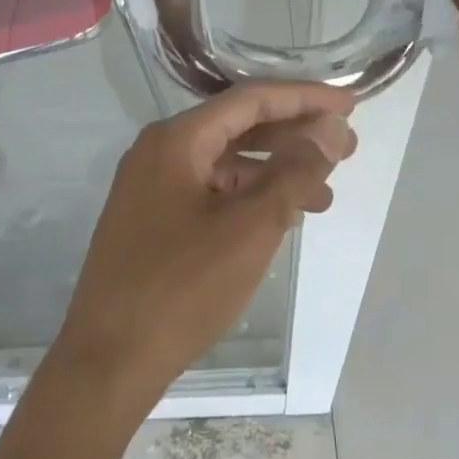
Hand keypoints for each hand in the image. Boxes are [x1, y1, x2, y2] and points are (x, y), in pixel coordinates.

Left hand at [53, 82, 357, 408]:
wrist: (108, 361)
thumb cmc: (182, 289)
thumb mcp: (250, 227)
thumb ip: (294, 172)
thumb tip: (331, 128)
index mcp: (176, 140)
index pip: (251, 100)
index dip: (305, 98)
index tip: (351, 105)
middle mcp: (160, 152)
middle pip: (239, 128)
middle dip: (294, 136)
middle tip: (347, 150)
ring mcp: (152, 188)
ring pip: (226, 164)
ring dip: (275, 173)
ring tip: (323, 197)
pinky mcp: (153, 220)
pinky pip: (211, 193)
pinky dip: (249, 199)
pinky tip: (281, 219)